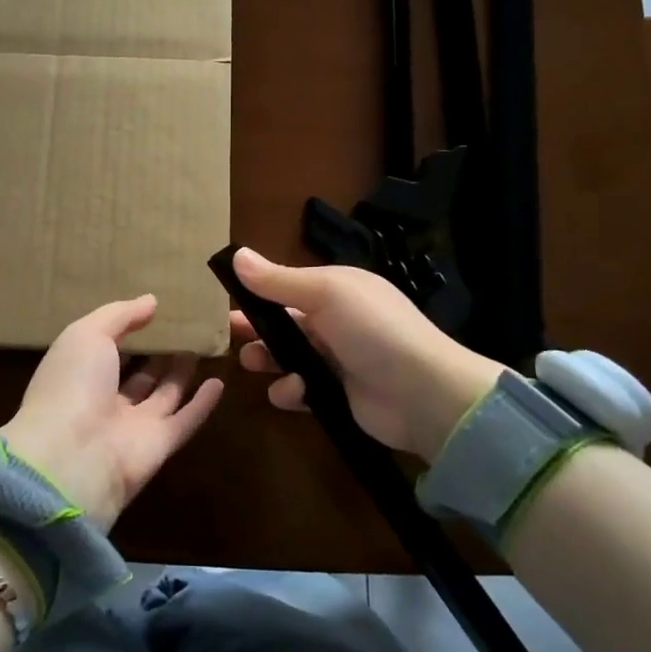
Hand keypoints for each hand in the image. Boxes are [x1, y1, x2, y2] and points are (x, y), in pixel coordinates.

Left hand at [0, 295, 224, 530]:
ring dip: (180, 371)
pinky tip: (219, 382)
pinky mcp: (159, 445)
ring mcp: (132, 425)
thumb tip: (151, 301)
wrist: (72, 458)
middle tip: (185, 327)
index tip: (153, 309)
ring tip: (202, 344)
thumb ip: (120, 315)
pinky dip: (202, 404)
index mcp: (79, 372)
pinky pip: (184, 420)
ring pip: (162, 394)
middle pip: (137, 373)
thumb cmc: (73, 384)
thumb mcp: (87, 334)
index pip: (105, 348)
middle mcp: (104, 399)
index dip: (126, 329)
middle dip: (157, 352)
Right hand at [230, 247, 502, 462]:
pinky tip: (296, 392)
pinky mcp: (336, 396)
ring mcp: (337, 360)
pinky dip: (291, 391)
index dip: (256, 292)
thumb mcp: (325, 293)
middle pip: (283, 322)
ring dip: (268, 360)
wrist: (425, 395)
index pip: (286, 286)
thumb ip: (277, 280)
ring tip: (254, 364)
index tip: (224, 300)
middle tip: (228, 338)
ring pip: (287, 357)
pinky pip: (300, 390)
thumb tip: (235, 255)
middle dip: (255, 329)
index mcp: (336, 290)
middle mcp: (335, 322)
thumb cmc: (373, 331)